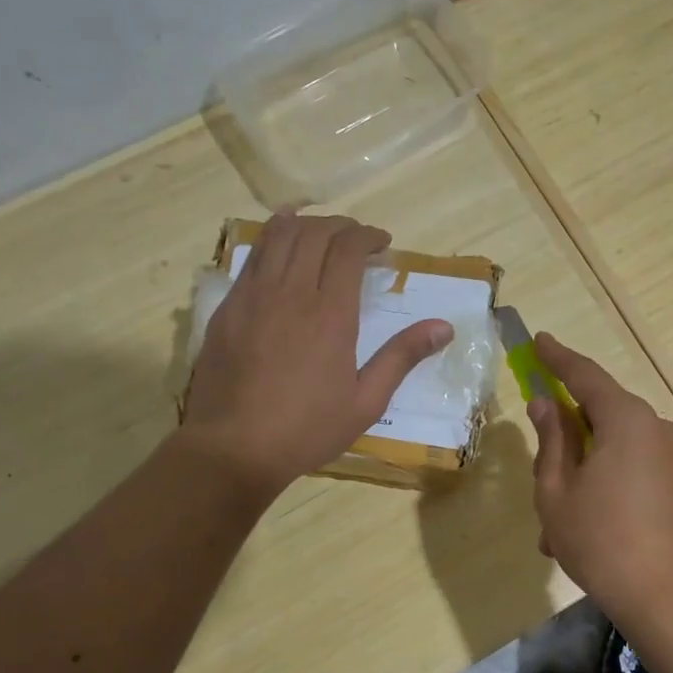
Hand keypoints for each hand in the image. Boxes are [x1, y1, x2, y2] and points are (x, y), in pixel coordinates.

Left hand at [183, 213, 451, 493]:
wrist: (233, 448)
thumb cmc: (307, 429)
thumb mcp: (366, 402)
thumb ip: (402, 357)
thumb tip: (444, 327)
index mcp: (331, 315)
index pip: (348, 249)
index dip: (368, 236)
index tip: (382, 244)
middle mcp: (291, 292)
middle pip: (315, 233)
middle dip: (342, 226)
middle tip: (357, 238)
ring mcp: (254, 296)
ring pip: (279, 235)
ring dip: (306, 224)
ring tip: (322, 232)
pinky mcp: (229, 307)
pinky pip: (252, 256)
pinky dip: (272, 238)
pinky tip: (282, 244)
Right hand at [525, 333, 672, 632]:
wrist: (669, 599)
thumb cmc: (600, 541)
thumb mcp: (557, 490)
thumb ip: (551, 440)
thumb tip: (546, 404)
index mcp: (626, 420)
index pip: (585, 375)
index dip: (558, 358)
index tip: (539, 340)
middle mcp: (657, 428)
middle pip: (602, 414)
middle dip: (567, 435)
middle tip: (538, 463)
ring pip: (614, 449)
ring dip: (582, 472)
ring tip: (554, 524)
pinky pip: (633, 469)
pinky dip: (605, 486)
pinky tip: (582, 529)